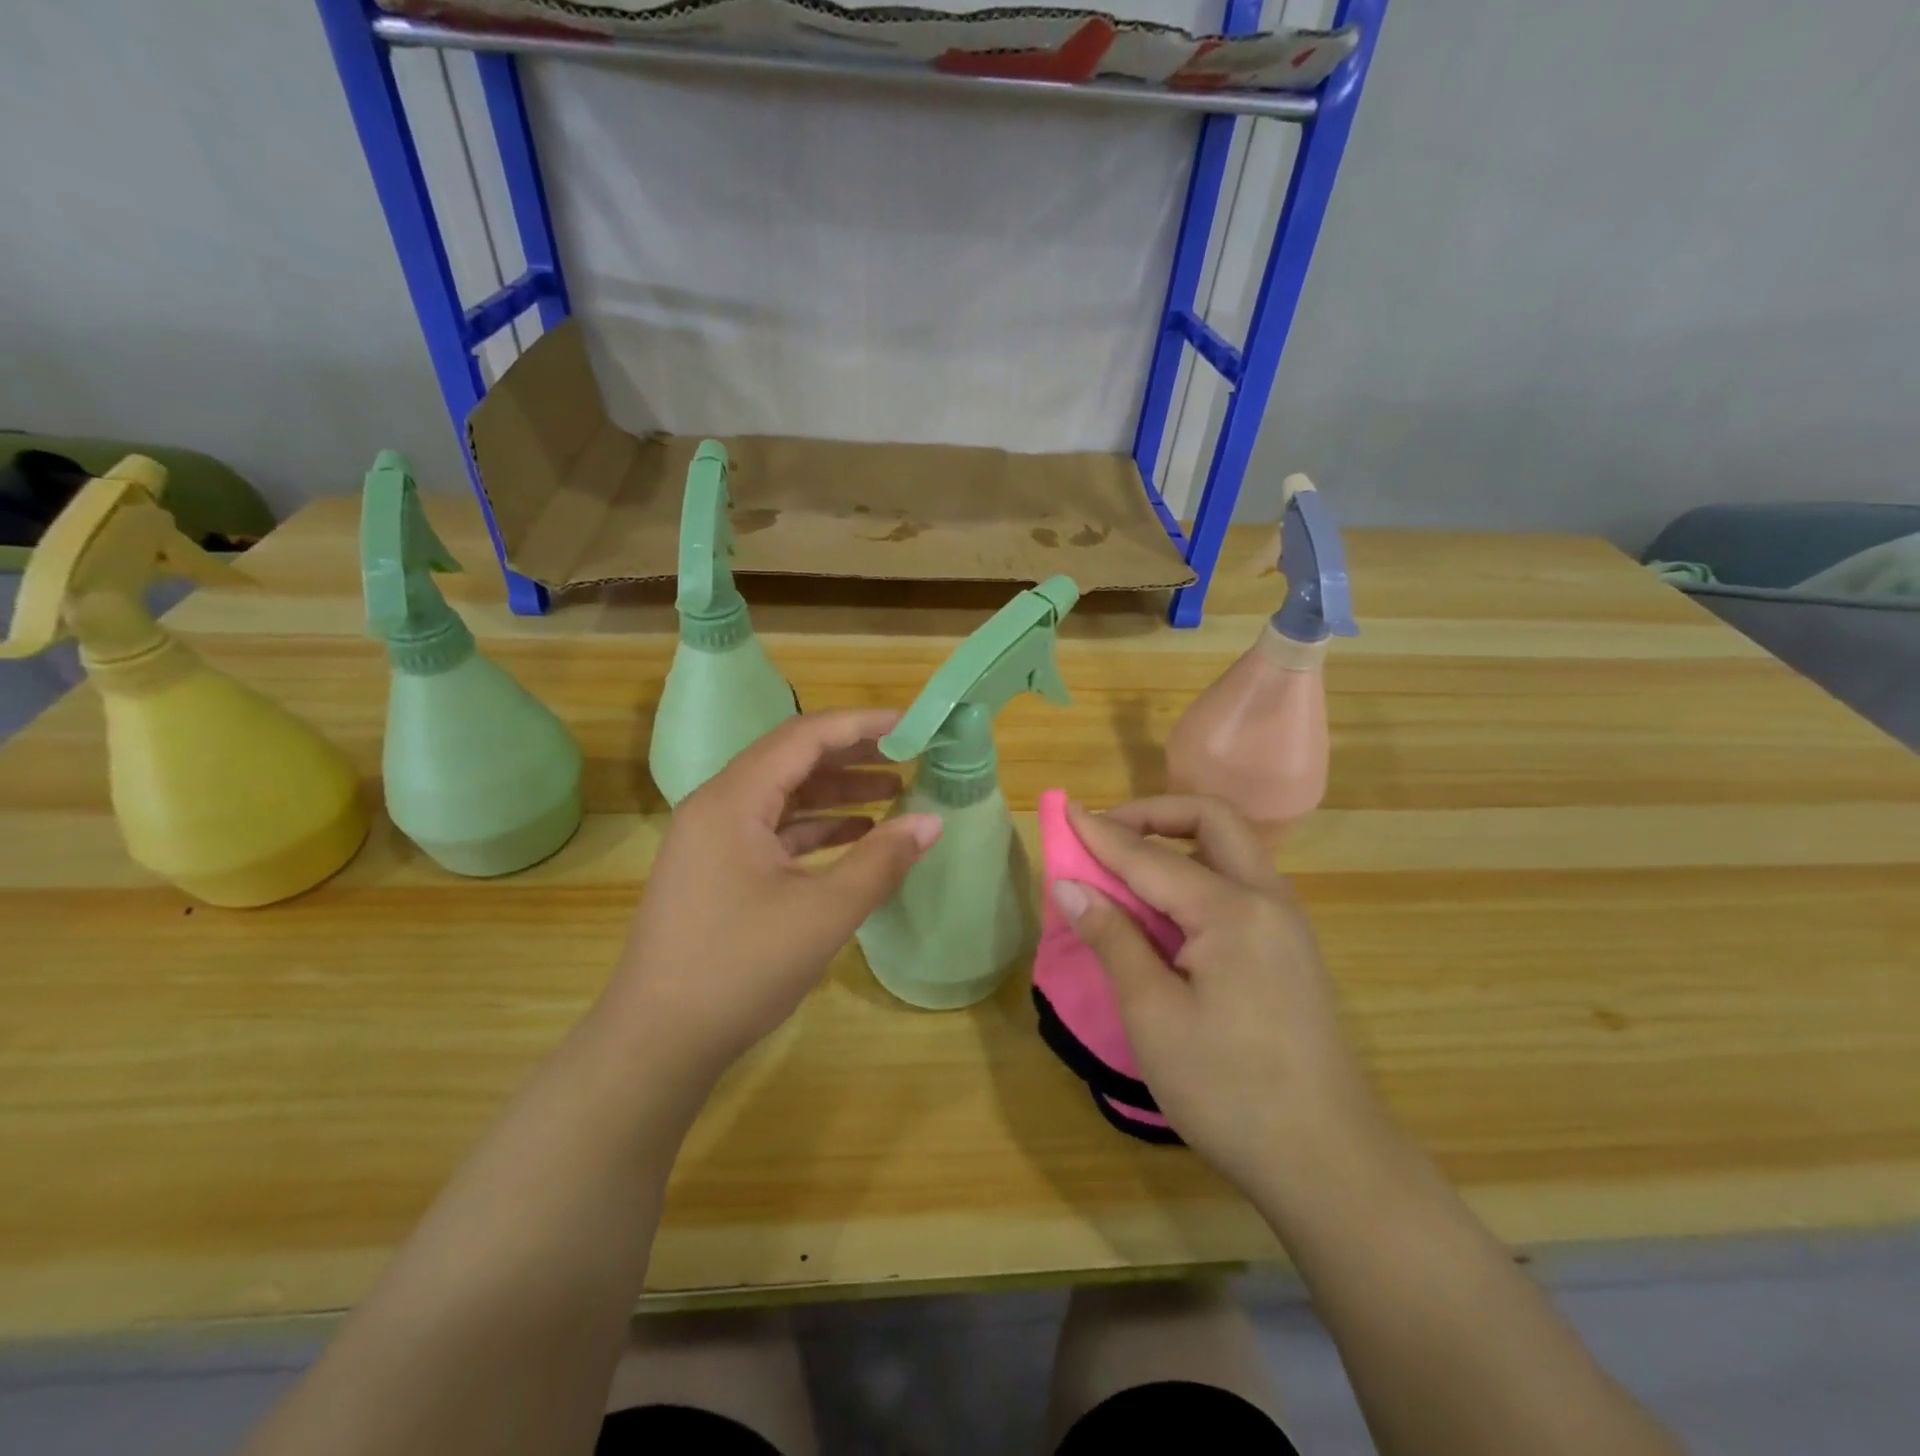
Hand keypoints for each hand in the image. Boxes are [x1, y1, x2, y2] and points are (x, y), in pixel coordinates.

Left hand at [607, 709, 942, 1088]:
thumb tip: (931, 821)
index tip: (910, 725)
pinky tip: (855, 836)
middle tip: (907, 755)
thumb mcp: (823, 913)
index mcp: (733, 800)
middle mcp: (716, 807)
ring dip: (835, 792)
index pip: (803, 737)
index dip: (859, 725)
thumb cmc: (740, 968)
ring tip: (892, 793)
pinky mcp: (716, 871)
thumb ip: (881, 861)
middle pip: (791, 760)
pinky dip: (815, 828)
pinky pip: (772, 830)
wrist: (657, 1043)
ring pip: (782, 796)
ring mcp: (712, 841)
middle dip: (851, 755)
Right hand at [1050, 796, 1383, 1197]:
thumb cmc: (1228, 1089)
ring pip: (1230, 850)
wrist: (1327, 1162)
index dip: (1102, 834)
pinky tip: (1166, 911)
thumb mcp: (1153, 1015)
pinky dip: (1196, 874)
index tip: (1063, 810)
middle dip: (1154, 814)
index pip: (1152, 857)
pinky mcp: (1289, 949)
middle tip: (1105, 834)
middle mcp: (1268, 899)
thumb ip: (1113, 939)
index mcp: (1234, 911)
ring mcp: (1285, 924)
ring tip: (1127, 868)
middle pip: (1213, 821)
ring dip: (1177, 841)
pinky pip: (1238, 884)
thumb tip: (1070, 886)